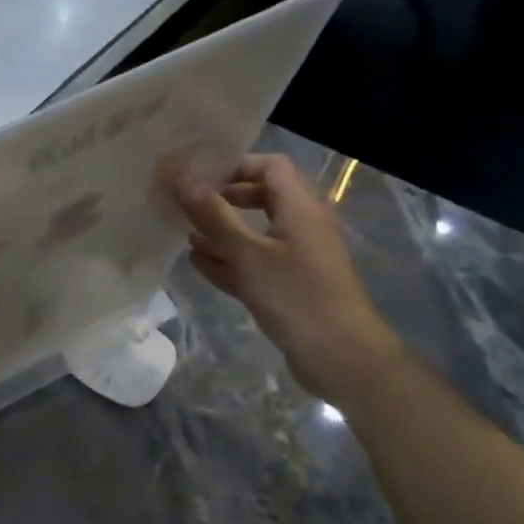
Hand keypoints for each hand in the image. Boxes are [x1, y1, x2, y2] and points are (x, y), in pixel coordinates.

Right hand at [170, 153, 401, 401]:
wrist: (341, 357)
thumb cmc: (296, 294)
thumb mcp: (247, 253)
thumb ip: (213, 215)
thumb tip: (182, 180)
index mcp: (299, 208)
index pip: (269, 167)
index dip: (235, 166)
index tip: (198, 178)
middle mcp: (299, 226)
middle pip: (259, 198)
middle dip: (222, 199)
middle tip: (186, 205)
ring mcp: (294, 257)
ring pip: (253, 232)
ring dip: (220, 231)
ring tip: (184, 234)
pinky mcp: (287, 285)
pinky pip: (253, 262)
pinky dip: (228, 259)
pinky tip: (198, 263)